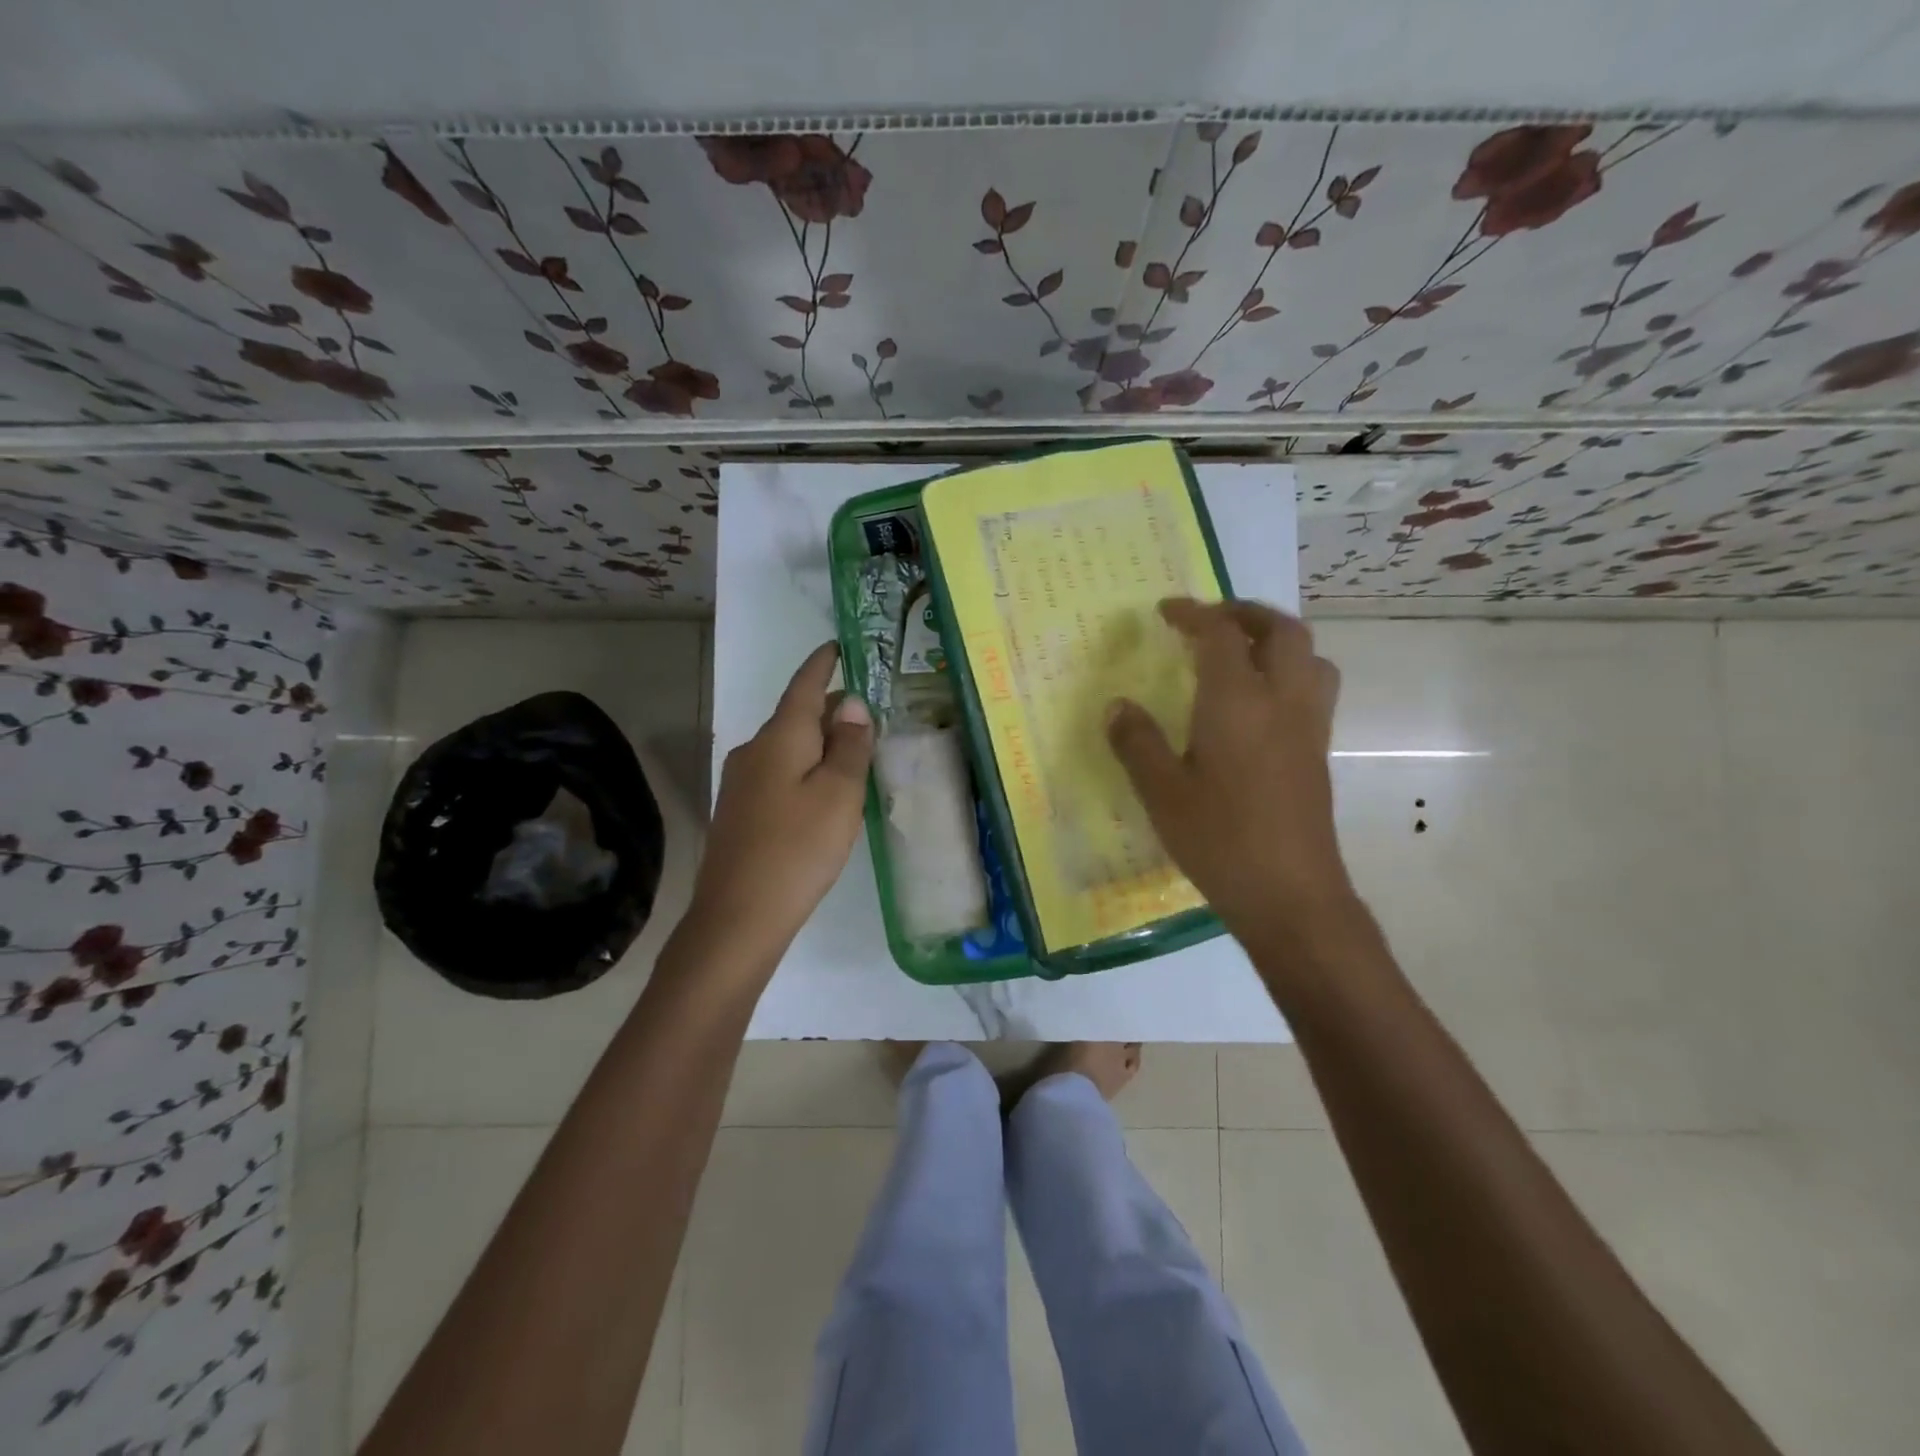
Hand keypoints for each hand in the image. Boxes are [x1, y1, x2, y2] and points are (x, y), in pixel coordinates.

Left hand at [687, 643, 874, 964]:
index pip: (803, 686)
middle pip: (795, 716)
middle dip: (828, 707)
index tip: (837, 645)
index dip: (822, 664)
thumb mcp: (839, 794)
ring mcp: (741, 782)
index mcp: (780, 737)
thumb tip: (850, 703)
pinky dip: (805, 768)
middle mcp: (754, 750)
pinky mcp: (740, 811)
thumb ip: (848, 745)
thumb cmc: (798, 848)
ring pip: (787, 747)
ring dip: (818, 741)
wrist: (738, 916)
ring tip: (853, 751)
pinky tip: (822, 791)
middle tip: (867, 710)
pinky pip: (779, 773)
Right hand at [1107, 598, 1352, 950]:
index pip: (1220, 634)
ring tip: (1240, 652)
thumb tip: (1118, 706)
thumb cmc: (1219, 840)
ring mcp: (1309, 726)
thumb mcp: (1161, 792)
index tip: (1165, 611)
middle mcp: (1283, 700)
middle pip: (1281, 630)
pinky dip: (1289, 670)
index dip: (1192, 614)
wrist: (1291, 895)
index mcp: (1238, 701)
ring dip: (1276, 639)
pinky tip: (1257, 703)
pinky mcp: (1318, 752)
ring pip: (1309, 656)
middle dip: (1245, 613)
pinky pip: (1314, 687)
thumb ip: (1137, 742)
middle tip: (1210, 620)